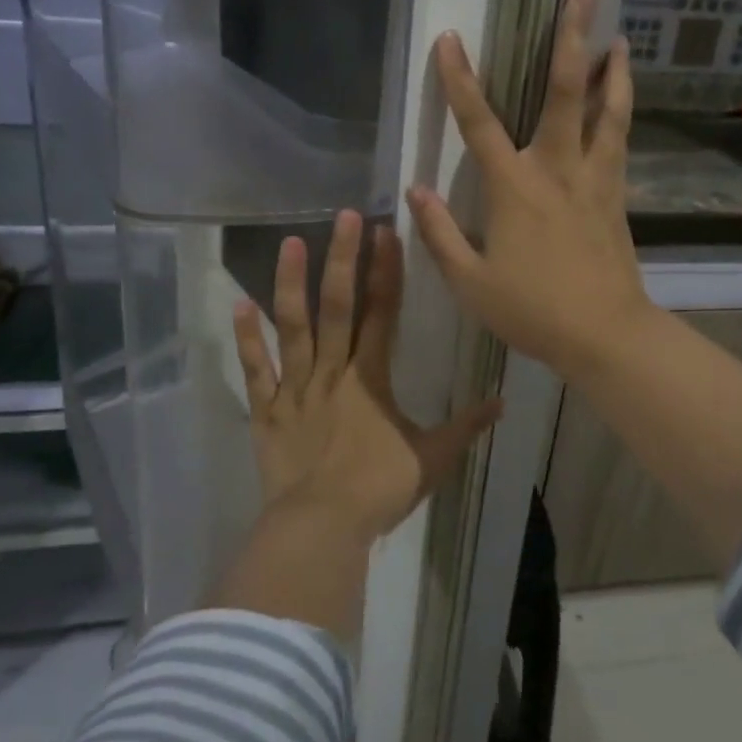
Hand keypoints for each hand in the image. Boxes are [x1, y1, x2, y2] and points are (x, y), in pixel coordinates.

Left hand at [232, 210, 501, 544]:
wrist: (322, 526)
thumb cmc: (380, 489)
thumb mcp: (433, 459)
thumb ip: (466, 427)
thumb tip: (502, 403)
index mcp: (371, 377)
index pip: (383, 312)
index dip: (386, 270)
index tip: (385, 232)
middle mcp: (332, 370)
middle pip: (338, 305)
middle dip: (343, 258)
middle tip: (344, 216)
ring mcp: (294, 387)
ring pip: (292, 326)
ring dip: (291, 283)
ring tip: (291, 242)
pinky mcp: (266, 409)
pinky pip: (255, 369)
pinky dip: (246, 338)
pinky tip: (239, 304)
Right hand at [407, 0, 655, 383]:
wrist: (605, 335)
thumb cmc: (531, 310)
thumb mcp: (469, 281)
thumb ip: (439, 233)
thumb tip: (416, 189)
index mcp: (513, 188)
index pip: (478, 122)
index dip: (459, 79)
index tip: (450, 38)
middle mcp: (556, 169)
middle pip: (566, 92)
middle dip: (572, 37)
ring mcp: (594, 179)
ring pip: (610, 111)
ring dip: (613, 71)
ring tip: (620, 38)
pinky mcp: (618, 196)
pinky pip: (621, 142)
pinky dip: (623, 112)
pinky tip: (624, 101)